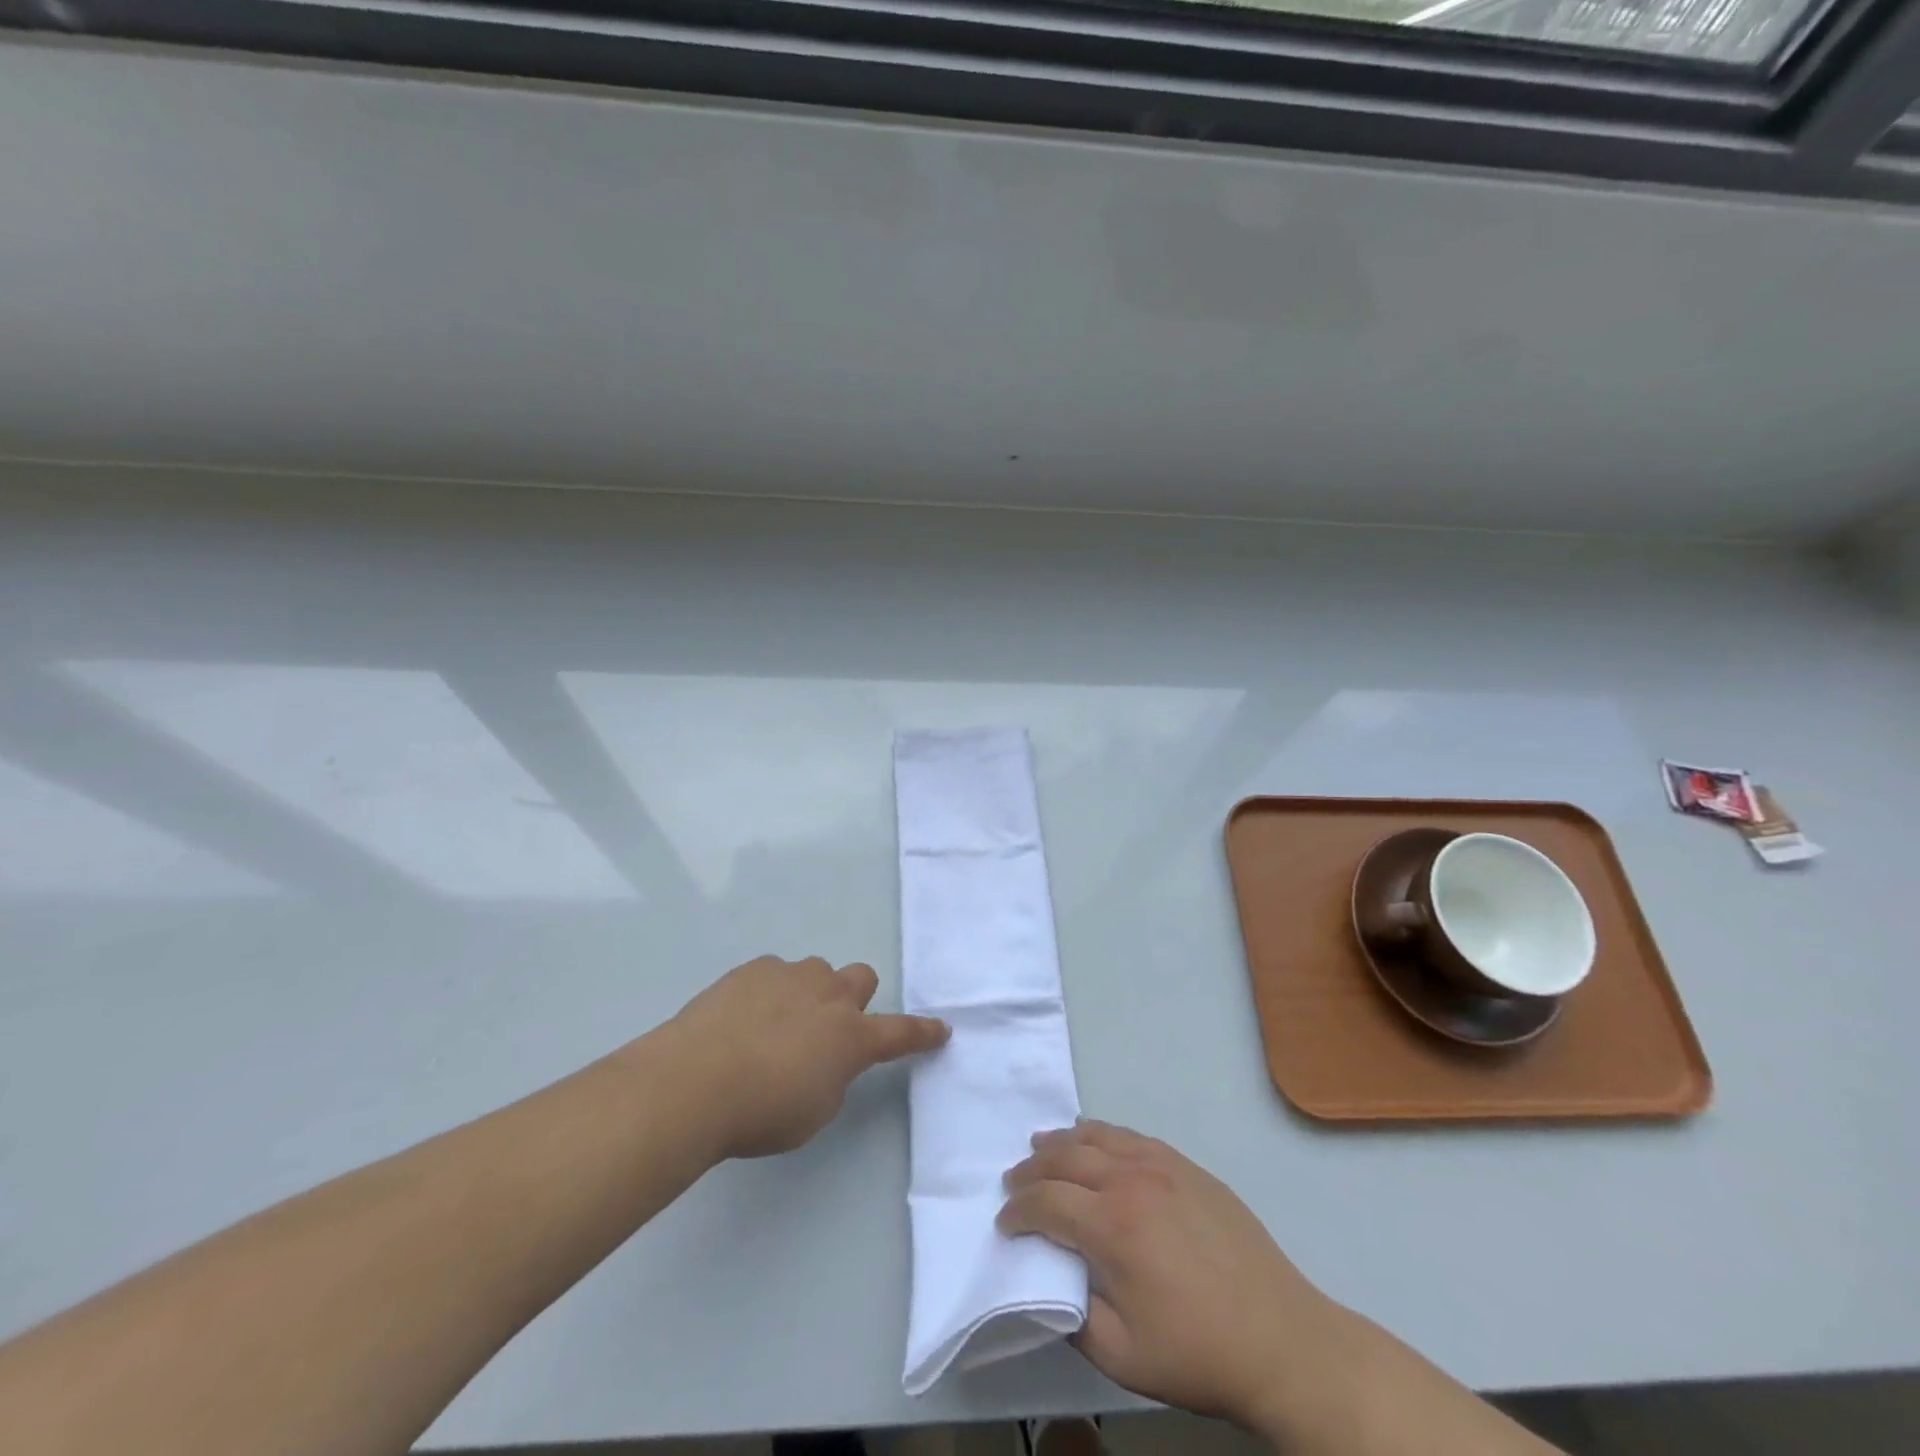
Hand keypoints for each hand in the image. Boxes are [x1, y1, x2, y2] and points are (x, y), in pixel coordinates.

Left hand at [666, 955, 948, 1159]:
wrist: (693, 1082)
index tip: (941, 1029)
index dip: (922, 1033)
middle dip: (853, 999)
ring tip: (775, 1025)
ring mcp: (790, 975)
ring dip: (809, 994)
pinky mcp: (753, 969)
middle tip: (828, 1028)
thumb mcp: (814, 1112)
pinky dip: (770, 992)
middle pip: (861, 978)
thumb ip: (832, 1078)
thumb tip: (824, 1058)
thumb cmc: (760, 1112)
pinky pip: (775, 973)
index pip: (901, 1032)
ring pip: (816, 972)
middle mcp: (828, 995)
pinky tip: (742, 1019)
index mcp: (851, 1037)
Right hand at [999, 1120, 1342, 1433]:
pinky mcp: (1187, 1167)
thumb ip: (1074, 1315)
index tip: (1005, 1225)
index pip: (1046, 1203)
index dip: (1018, 1212)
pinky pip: (1132, 1137)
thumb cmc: (1198, 1354)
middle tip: (1013, 1183)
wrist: (1282, 1340)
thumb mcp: (1123, 1357)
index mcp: (1112, 1227)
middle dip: (1031, 1170)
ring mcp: (1162, 1167)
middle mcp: (1131, 1182)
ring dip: (1062, 1142)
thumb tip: (1052, 1279)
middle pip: (1065, 1159)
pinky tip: (1093, 1139)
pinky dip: (1102, 1134)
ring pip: (1097, 1138)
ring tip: (1040, 1147)